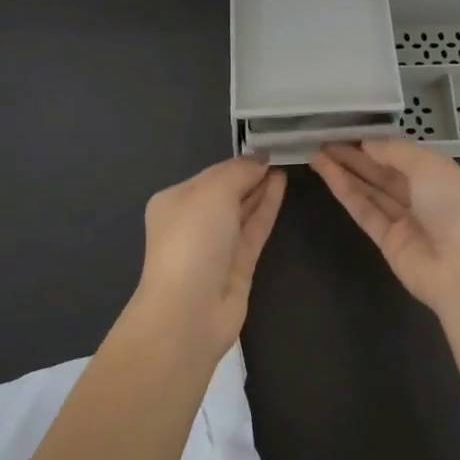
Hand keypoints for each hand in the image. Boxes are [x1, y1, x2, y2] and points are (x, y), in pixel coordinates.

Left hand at [136, 156, 286, 353]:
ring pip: (242, 210)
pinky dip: (267, 208)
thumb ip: (238, 172)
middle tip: (281, 154)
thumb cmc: (192, 241)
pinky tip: (281, 187)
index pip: (211, 174)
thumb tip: (260, 160)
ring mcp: (216, 246)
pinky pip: (254, 229)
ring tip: (284, 166)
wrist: (189, 311)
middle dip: (250, 175)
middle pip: (227, 192)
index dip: (239, 162)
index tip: (267, 147)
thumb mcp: (212, 193)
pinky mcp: (237, 266)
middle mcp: (193, 222)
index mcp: (174, 201)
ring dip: (261, 189)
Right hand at [311, 139, 459, 319]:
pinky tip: (326, 173)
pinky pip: (365, 212)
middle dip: (357, 156)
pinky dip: (346, 192)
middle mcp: (429, 199)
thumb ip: (396, 152)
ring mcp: (409, 223)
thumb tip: (368, 144)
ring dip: (346, 171)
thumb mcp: (432, 165)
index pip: (410, 156)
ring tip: (316, 152)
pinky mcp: (389, 243)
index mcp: (450, 177)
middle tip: (325, 139)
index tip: (352, 131)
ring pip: (372, 191)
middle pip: (386, 173)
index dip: (381, 144)